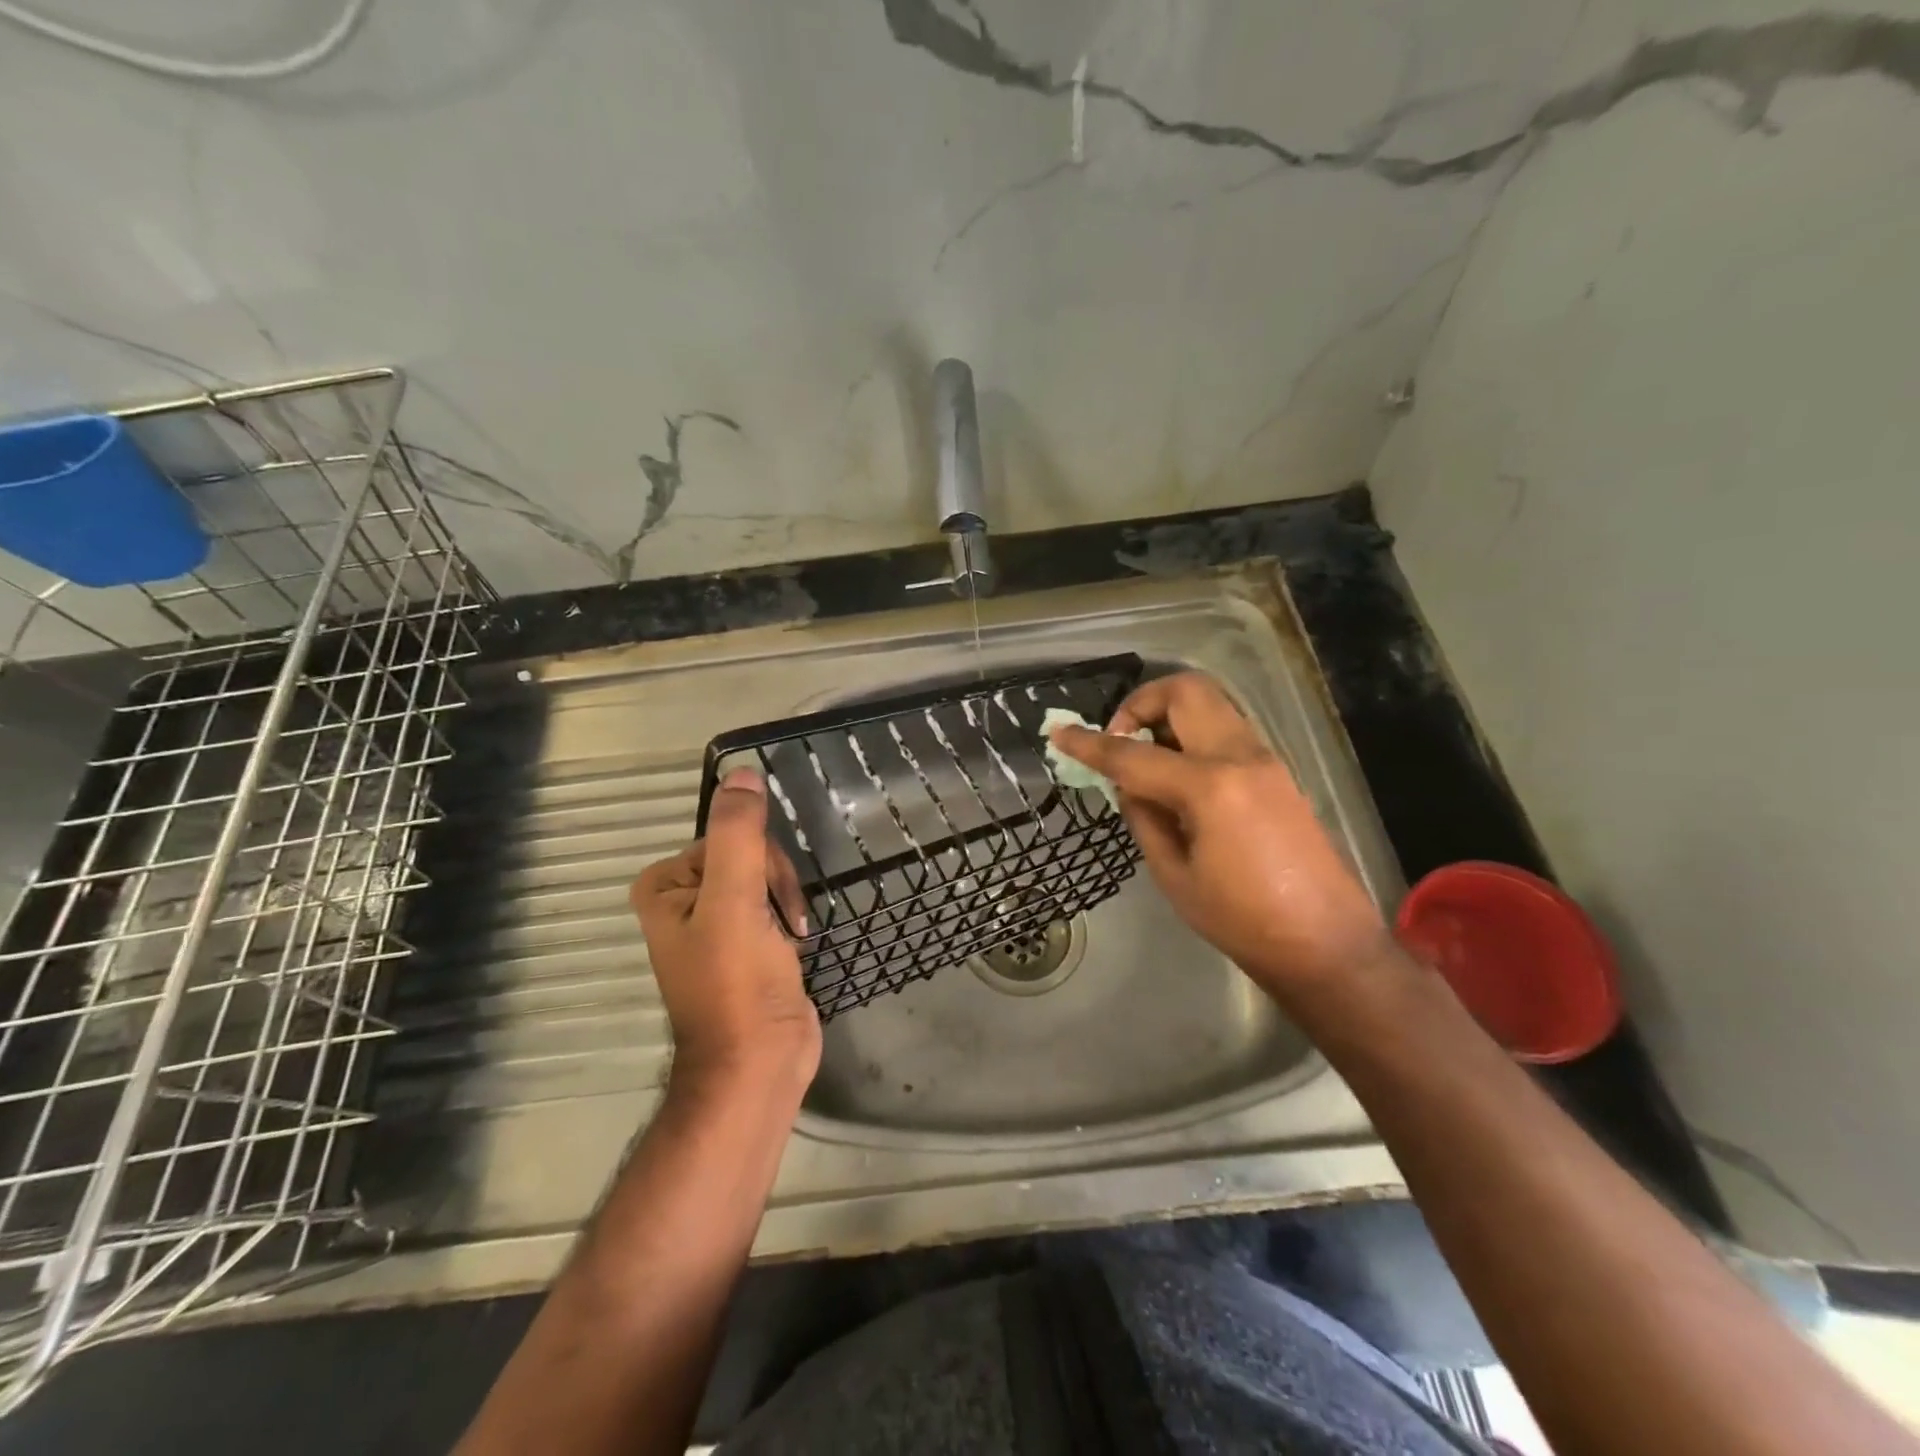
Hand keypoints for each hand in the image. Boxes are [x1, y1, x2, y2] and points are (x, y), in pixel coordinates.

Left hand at [631, 769, 820, 1089]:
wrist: (759, 1065)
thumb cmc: (737, 984)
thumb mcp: (735, 902)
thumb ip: (737, 834)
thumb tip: (741, 771)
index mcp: (664, 886)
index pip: (727, 838)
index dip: (759, 863)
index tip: (767, 902)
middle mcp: (683, 899)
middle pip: (750, 856)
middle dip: (776, 886)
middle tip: (783, 927)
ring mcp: (716, 923)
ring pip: (767, 879)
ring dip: (788, 904)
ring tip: (791, 941)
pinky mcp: (746, 944)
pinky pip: (774, 905)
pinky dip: (790, 920)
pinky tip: (794, 946)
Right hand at [1050, 672, 1389, 1000]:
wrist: (1327, 944)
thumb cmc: (1241, 921)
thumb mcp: (1174, 875)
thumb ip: (1144, 818)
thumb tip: (1128, 786)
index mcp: (1210, 787)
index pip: (1134, 754)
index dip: (1090, 744)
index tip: (1059, 733)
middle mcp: (1241, 757)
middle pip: (1185, 691)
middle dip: (1141, 703)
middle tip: (1120, 741)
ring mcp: (1265, 759)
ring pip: (1209, 704)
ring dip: (1169, 716)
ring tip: (1147, 760)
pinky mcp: (1276, 772)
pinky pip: (1225, 730)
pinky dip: (1192, 735)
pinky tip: (1179, 778)